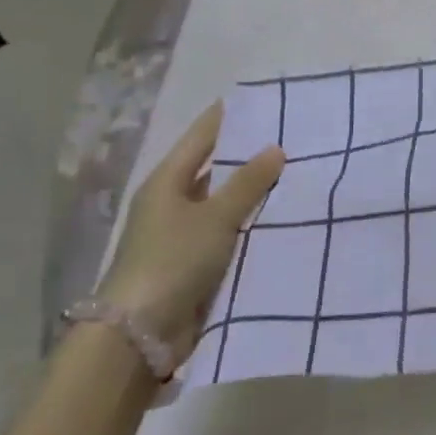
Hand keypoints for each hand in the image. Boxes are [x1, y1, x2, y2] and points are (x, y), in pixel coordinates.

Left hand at [95, 103, 285, 364]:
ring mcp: (181, 233)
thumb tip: (275, 148)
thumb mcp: (215, 216)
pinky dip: (250, 221)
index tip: (263, 99)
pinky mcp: (193, 261)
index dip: (229, 116)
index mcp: (166, 181)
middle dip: (249, 153)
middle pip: (214, 167)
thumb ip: (248, 182)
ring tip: (296, 171)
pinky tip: (281, 215)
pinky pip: (228, 229)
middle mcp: (171, 201)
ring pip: (223, 200)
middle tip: (292, 135)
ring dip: (252, 190)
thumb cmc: (173, 261)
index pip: (202, 135)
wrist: (139, 335)